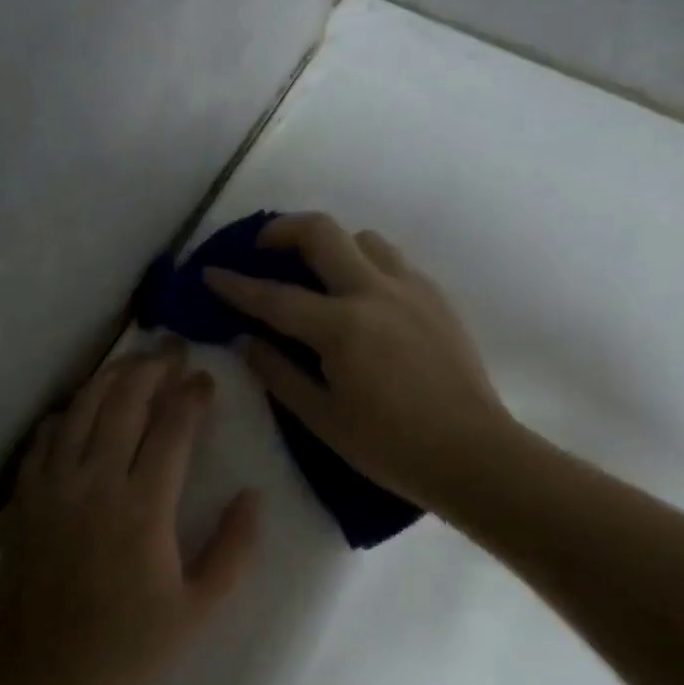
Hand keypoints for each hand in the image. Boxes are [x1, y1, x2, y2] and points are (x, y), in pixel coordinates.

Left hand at [0, 347, 260, 684]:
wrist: (41, 681)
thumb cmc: (128, 648)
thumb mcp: (199, 610)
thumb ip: (235, 549)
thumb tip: (254, 495)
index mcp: (143, 507)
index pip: (173, 426)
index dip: (192, 394)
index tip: (206, 379)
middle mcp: (95, 481)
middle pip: (125, 400)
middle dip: (153, 366)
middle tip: (173, 349)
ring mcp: (53, 485)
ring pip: (83, 407)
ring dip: (111, 377)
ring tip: (134, 364)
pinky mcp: (24, 496)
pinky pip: (46, 435)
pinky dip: (69, 412)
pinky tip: (83, 409)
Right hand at [203, 213, 522, 514]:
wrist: (473, 454)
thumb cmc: (390, 446)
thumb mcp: (321, 418)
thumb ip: (278, 372)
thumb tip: (247, 340)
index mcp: (342, 327)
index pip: (274, 296)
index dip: (235, 284)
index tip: (210, 272)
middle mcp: (374, 292)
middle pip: (321, 231)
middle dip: (281, 229)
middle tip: (262, 248)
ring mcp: (411, 288)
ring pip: (362, 238)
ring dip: (329, 244)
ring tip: (315, 273)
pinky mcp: (436, 296)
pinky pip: (391, 260)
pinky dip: (364, 263)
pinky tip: (360, 296)